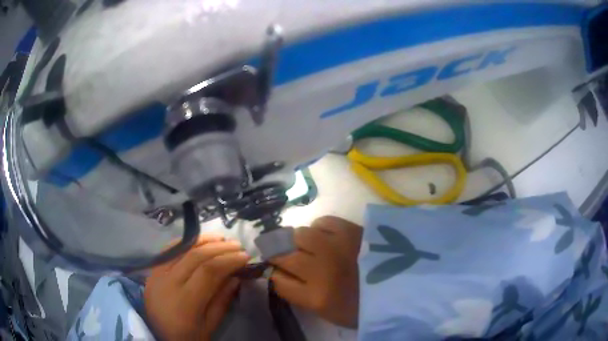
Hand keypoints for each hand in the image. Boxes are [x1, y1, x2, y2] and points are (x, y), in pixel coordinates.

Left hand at [144, 234, 249, 340]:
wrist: (158, 336)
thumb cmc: (187, 336)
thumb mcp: (210, 325)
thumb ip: (222, 301)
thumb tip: (235, 277)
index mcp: (185, 301)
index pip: (209, 271)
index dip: (228, 260)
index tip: (245, 257)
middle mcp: (168, 282)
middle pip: (195, 256)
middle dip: (219, 248)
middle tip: (237, 245)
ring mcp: (157, 274)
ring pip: (181, 249)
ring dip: (203, 241)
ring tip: (221, 238)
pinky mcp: (152, 271)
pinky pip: (168, 251)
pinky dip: (184, 243)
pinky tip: (197, 240)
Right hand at [268, 216, 362, 327]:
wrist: (400, 289)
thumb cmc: (361, 307)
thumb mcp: (327, 311)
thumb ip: (300, 294)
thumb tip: (280, 273)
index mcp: (318, 297)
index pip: (278, 281)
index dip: (274, 275)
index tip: (276, 272)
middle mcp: (323, 270)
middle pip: (284, 255)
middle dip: (277, 254)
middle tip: (282, 254)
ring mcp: (338, 247)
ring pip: (300, 234)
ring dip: (297, 240)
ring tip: (306, 246)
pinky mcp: (354, 231)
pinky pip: (324, 221)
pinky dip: (319, 228)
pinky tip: (324, 236)